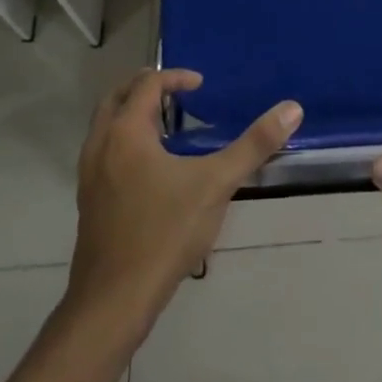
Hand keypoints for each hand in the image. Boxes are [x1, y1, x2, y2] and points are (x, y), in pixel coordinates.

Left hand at [69, 67, 301, 323]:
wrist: (112, 304)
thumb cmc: (163, 234)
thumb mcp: (216, 184)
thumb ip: (254, 145)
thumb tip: (292, 108)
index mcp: (126, 131)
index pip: (148, 84)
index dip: (176, 77)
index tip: (201, 86)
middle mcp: (101, 145)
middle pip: (117, 97)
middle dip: (146, 88)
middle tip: (177, 92)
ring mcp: (89, 175)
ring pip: (105, 126)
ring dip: (132, 114)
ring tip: (166, 126)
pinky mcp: (89, 202)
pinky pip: (103, 152)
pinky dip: (124, 141)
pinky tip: (151, 168)